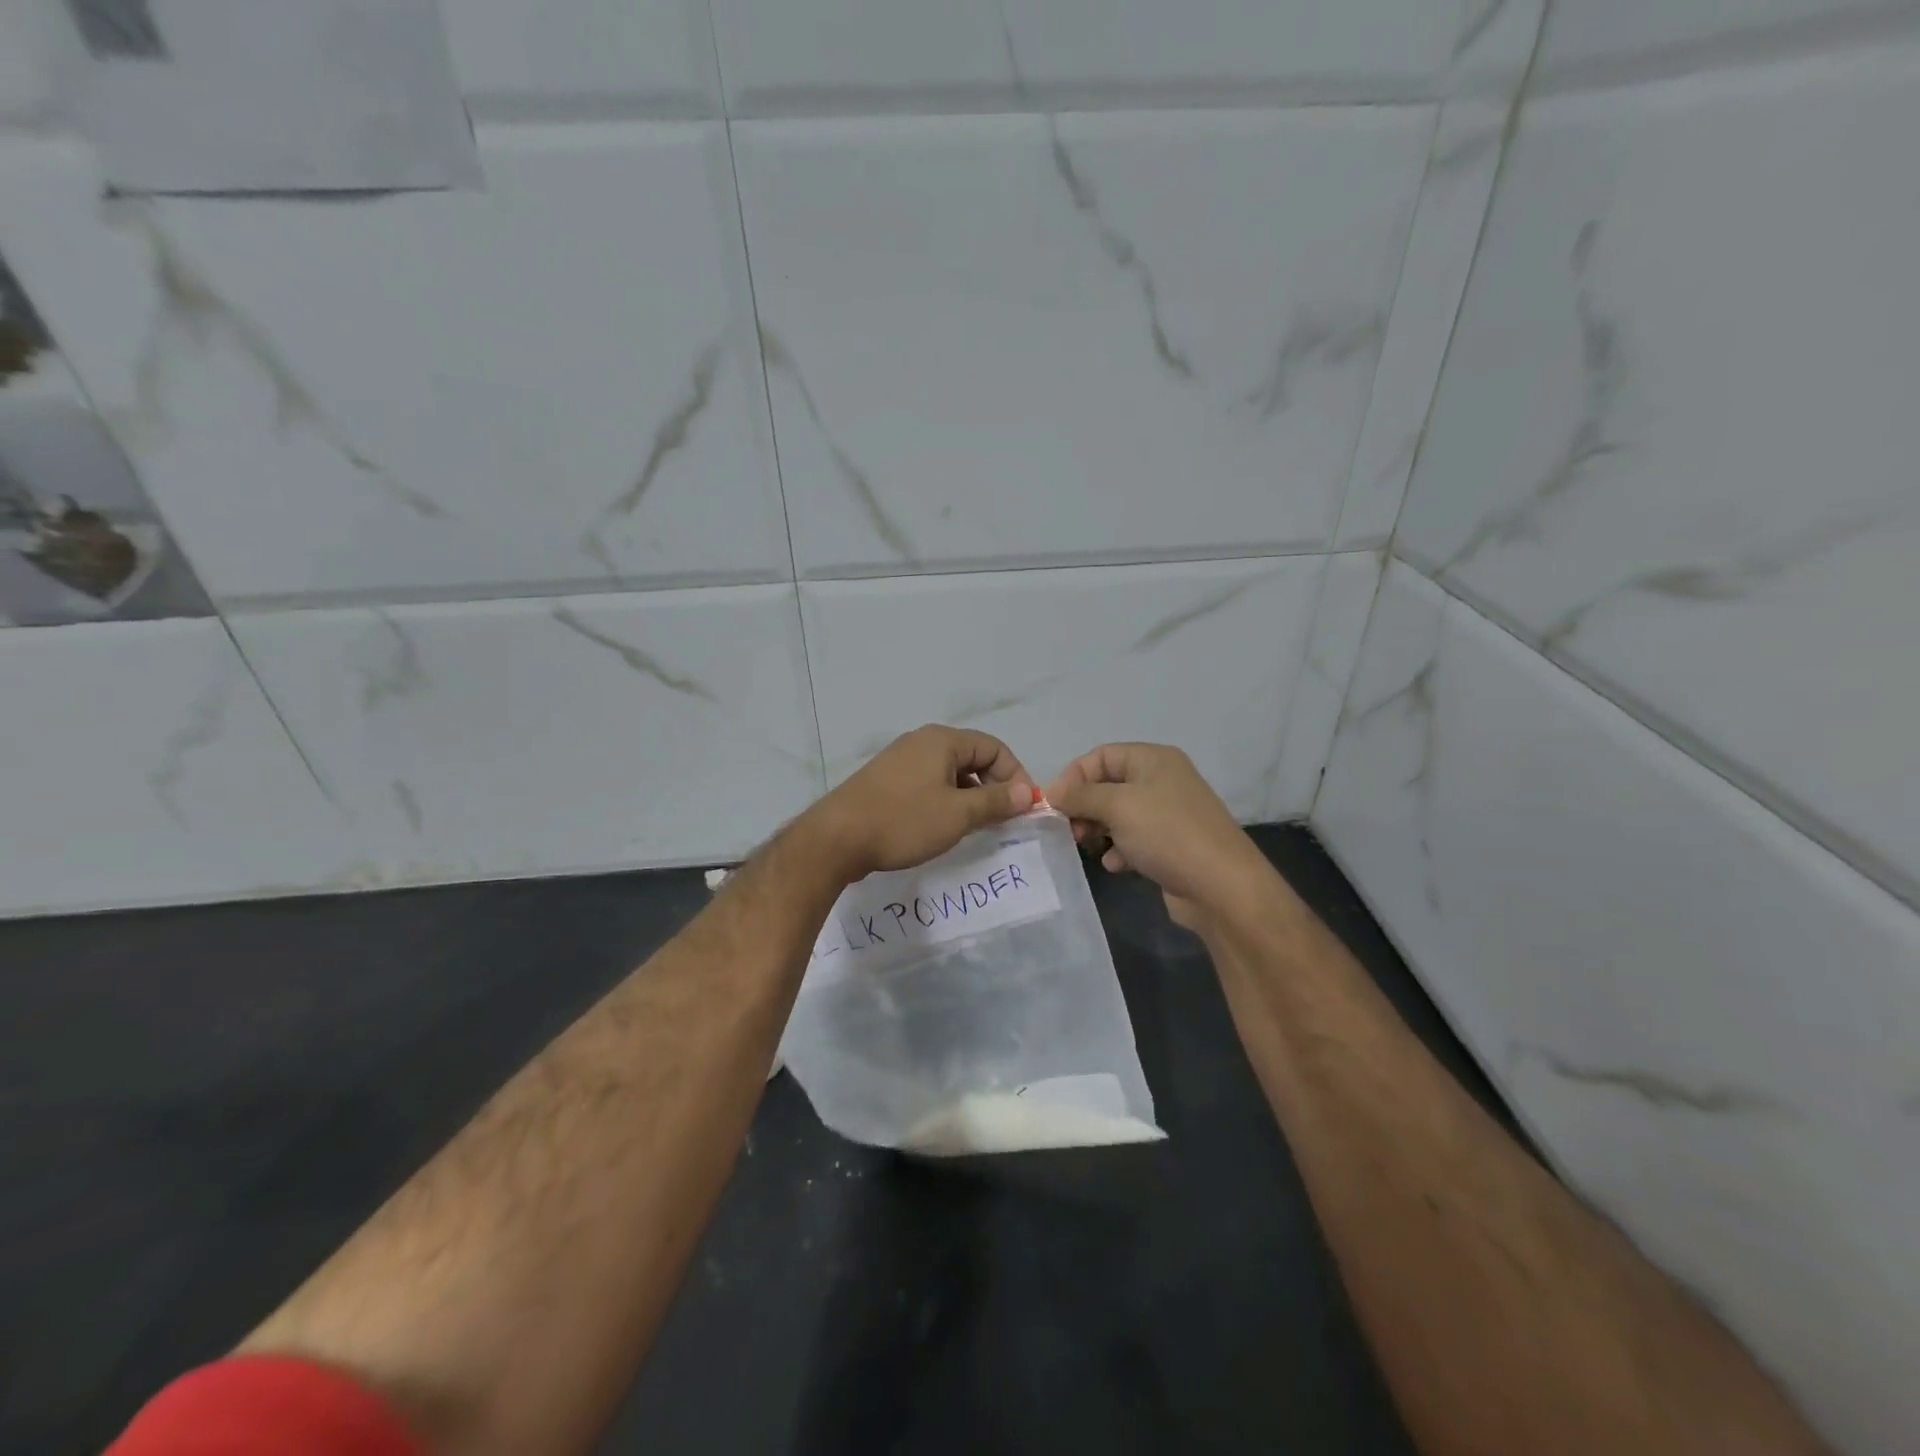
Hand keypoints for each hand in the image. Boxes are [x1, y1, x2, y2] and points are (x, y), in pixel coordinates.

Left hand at [808, 725, 1038, 880]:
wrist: (837, 838)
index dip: (1015, 775)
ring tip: (975, 827)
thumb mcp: (957, 814)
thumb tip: (1026, 792)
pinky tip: (942, 827)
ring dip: (969, 796)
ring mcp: (900, 760)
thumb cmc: (903, 821)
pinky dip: (945, 800)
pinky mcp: (886, 781)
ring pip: (949, 773)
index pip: (994, 748)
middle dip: (993, 787)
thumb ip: (995, 801)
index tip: (1023, 808)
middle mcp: (921, 742)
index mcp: (942, 740)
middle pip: (972, 757)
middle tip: (1002, 820)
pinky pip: (928, 783)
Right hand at [1044, 743, 1264, 925]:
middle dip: (1084, 806)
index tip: (1054, 805)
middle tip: (1070, 830)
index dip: (1074, 776)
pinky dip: (1118, 849)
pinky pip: (1132, 839)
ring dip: (1098, 830)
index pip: (1101, 756)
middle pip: (1107, 785)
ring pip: (1117, 814)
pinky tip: (1116, 865)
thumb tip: (1052, 792)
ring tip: (1089, 847)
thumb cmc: (1168, 834)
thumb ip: (1081, 795)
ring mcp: (1167, 814)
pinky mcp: (1169, 845)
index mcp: (1153, 759)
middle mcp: (1161, 781)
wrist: (1222, 887)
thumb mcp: (1118, 806)